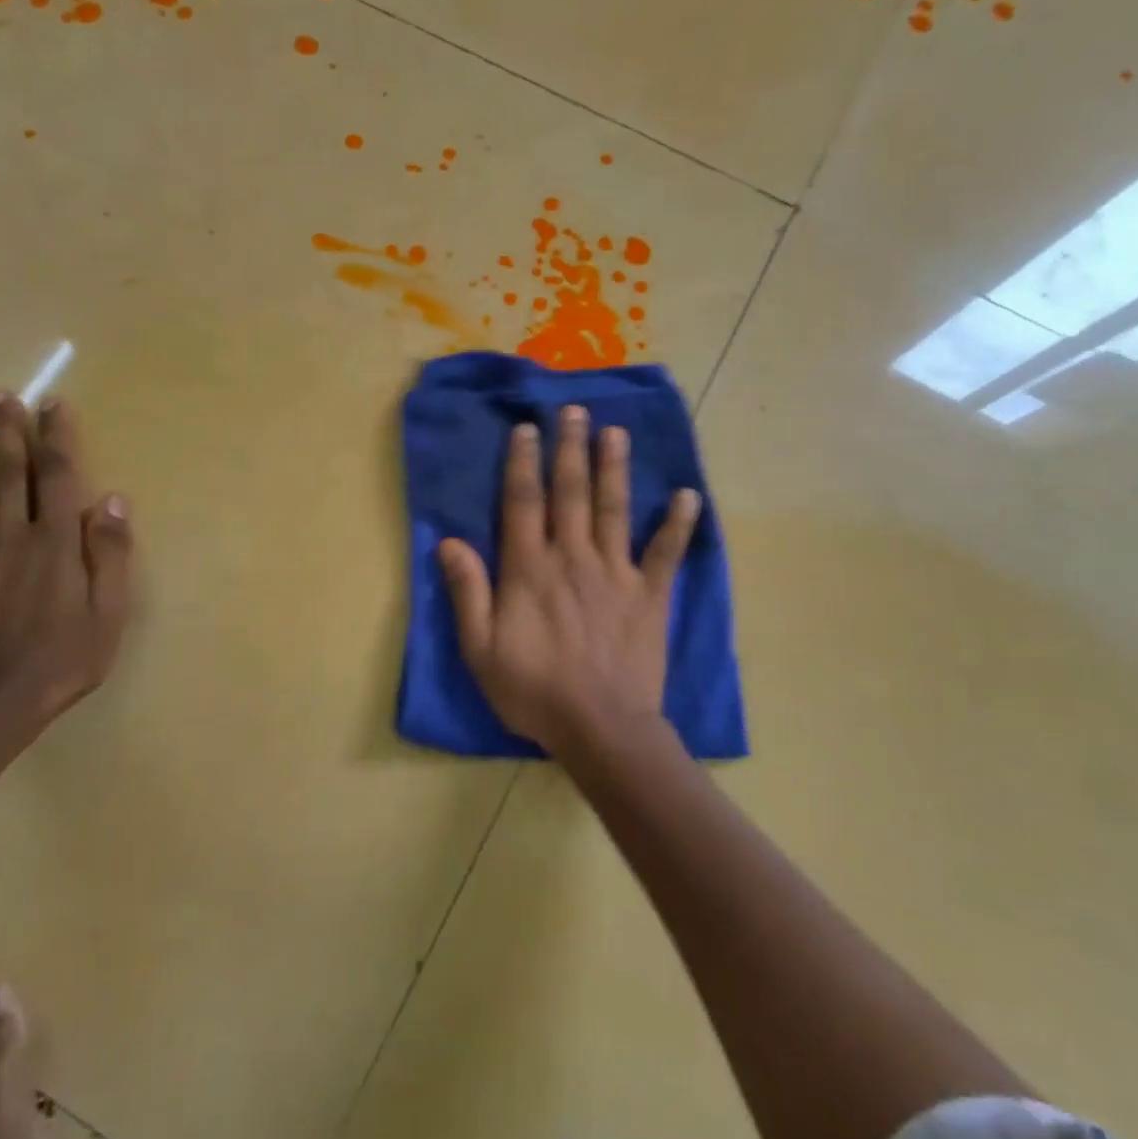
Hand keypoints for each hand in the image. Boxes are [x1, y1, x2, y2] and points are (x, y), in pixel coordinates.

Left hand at [0, 393, 134, 723]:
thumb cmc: (66, 656)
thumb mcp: (110, 609)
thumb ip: (111, 552)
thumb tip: (113, 499)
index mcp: (55, 541)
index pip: (57, 476)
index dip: (56, 437)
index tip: (52, 404)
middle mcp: (10, 536)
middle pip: (8, 474)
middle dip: (7, 432)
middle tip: (0, 396)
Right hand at [438, 405, 699, 758]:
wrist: (601, 727)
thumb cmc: (534, 691)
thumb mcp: (481, 649)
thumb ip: (468, 592)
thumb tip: (449, 541)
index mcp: (530, 568)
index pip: (524, 502)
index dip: (523, 462)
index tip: (527, 429)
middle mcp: (573, 557)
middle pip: (571, 492)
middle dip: (571, 448)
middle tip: (574, 410)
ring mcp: (616, 573)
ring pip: (615, 509)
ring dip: (615, 467)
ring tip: (616, 432)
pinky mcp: (650, 594)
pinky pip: (666, 552)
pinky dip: (678, 524)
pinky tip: (688, 495)